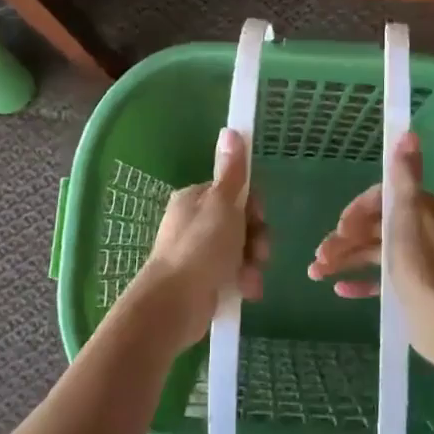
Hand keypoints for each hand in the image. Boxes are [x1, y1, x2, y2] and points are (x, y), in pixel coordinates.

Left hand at [125, 129, 269, 345]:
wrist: (174, 304)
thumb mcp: (222, 204)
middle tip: (259, 252)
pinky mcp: (205, 281)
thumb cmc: (200, 247)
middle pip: (241, 222)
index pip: (235, 192)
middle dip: (257, 238)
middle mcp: (196, 222)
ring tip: (250, 278)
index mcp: (196, 199)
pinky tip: (246, 292)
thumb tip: (231, 130)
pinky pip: (235, 274)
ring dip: (253, 263)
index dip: (253, 205)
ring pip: (242, 250)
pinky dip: (244, 281)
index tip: (258, 216)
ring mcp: (200, 253)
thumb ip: (232, 172)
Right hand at [307, 133, 433, 368]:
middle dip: (343, 239)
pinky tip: (339, 290)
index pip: (382, 199)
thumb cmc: (422, 269)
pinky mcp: (413, 287)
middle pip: (374, 227)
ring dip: (344, 260)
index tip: (338, 228)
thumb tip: (409, 132)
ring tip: (315, 274)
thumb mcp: (407, 217)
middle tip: (319, 257)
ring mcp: (418, 260)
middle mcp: (423, 230)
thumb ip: (404, 177)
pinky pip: (380, 278)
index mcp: (424, 210)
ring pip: (373, 252)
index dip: (355, 212)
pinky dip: (360, 281)